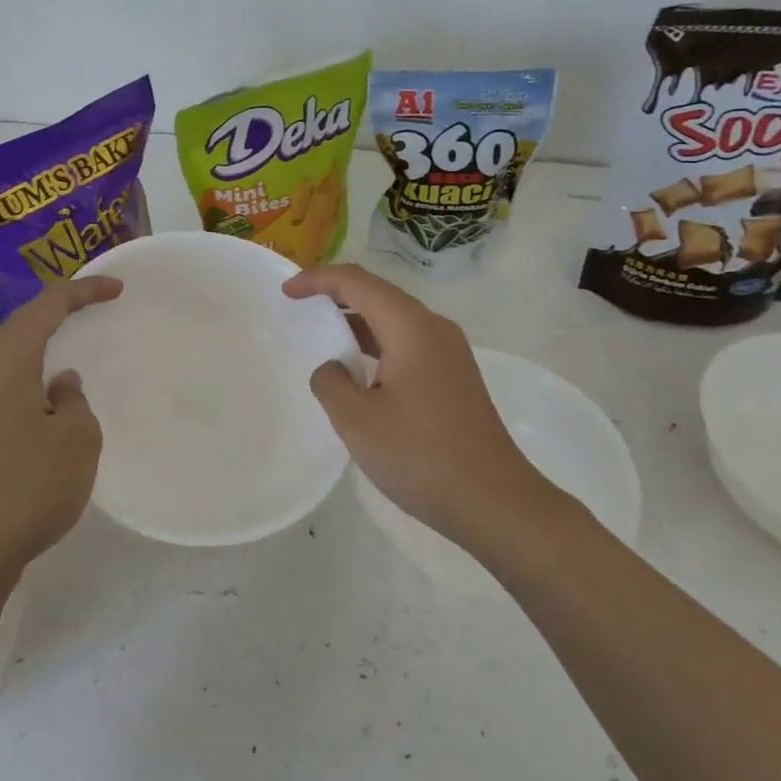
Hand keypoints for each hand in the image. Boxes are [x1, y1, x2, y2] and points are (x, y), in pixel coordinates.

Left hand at [0, 276, 123, 577]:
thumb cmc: (26, 487)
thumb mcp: (75, 439)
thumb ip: (74, 401)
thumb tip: (58, 386)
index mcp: (4, 363)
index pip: (44, 308)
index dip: (82, 292)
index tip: (116, 289)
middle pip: (18, 328)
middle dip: (56, 315)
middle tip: (92, 311)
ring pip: (6, 361)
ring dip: (39, 352)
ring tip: (71, 355)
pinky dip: (27, 382)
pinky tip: (46, 406)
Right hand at [283, 264, 545, 547]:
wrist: (493, 501)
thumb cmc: (420, 455)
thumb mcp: (357, 420)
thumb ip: (331, 383)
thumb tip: (333, 368)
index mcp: (411, 327)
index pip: (358, 283)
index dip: (318, 279)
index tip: (287, 291)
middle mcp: (434, 329)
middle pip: (379, 295)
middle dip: (337, 294)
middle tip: (301, 305)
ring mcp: (450, 353)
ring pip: (395, 321)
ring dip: (357, 323)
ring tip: (323, 336)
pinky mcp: (455, 377)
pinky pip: (408, 345)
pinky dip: (377, 347)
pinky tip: (359, 373)